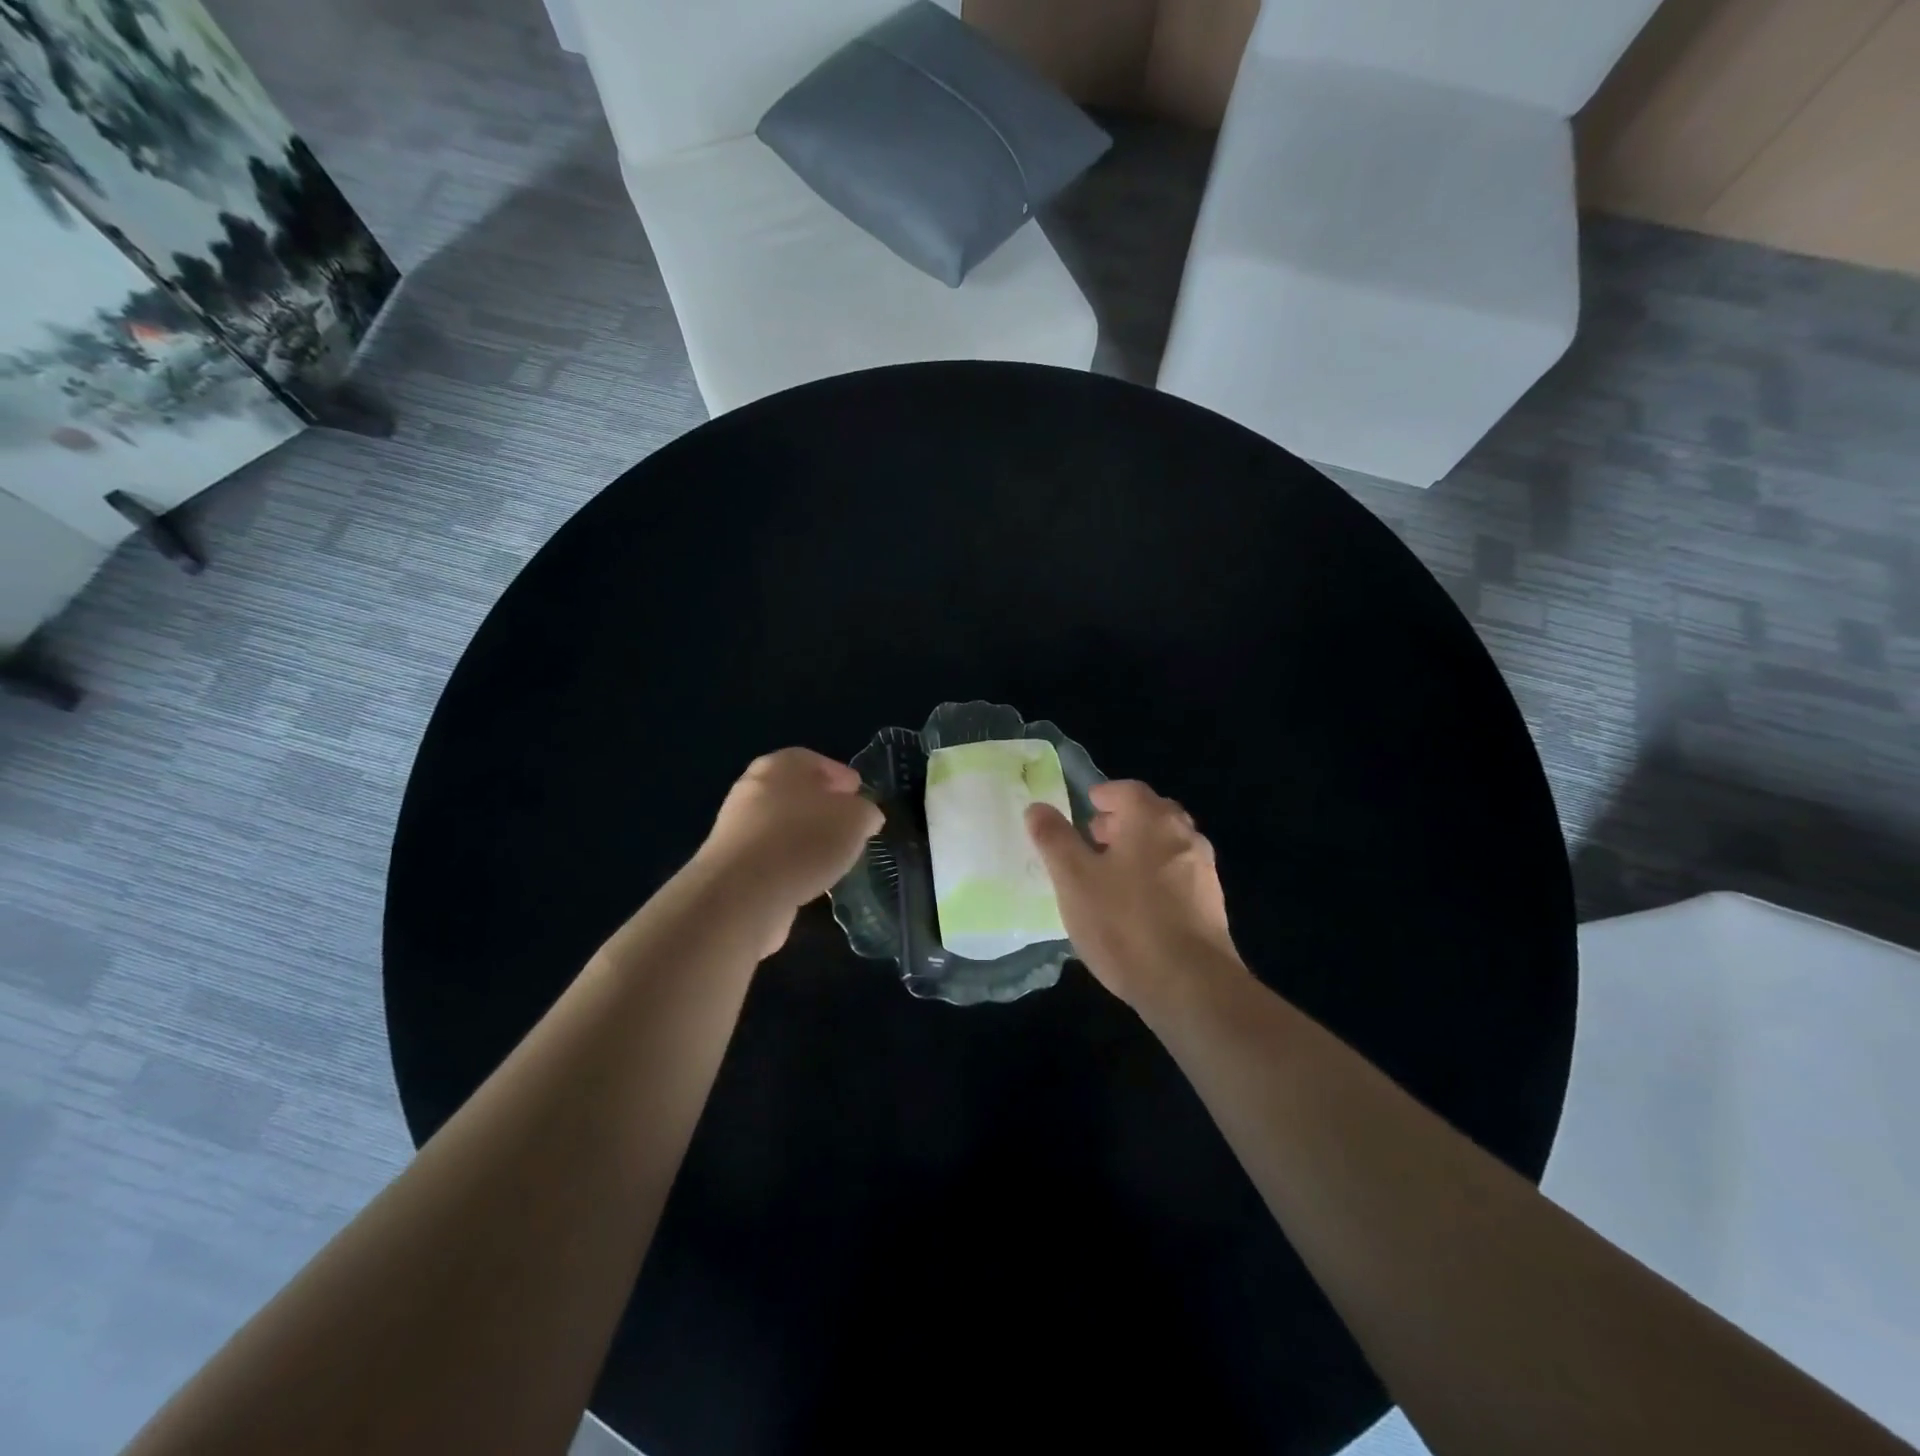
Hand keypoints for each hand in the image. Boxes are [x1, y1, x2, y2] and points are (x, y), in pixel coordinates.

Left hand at [692, 748, 882, 954]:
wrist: (743, 893)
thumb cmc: (805, 840)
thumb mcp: (856, 819)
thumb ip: (865, 812)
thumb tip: (865, 816)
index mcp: (781, 765)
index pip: (814, 761)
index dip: (840, 776)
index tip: (858, 794)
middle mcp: (753, 788)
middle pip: (795, 792)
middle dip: (822, 806)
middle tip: (848, 824)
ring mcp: (737, 827)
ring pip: (782, 825)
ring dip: (806, 837)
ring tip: (833, 855)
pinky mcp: (731, 864)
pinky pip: (771, 856)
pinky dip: (790, 862)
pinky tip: (810, 878)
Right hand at [1026, 780, 1243, 1011]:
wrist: (1191, 985)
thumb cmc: (1124, 922)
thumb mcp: (1074, 879)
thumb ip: (1054, 839)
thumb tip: (1037, 807)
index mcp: (1152, 820)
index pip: (1129, 790)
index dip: (1105, 794)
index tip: (1087, 806)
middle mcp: (1184, 836)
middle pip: (1152, 815)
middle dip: (1123, 821)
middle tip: (1094, 837)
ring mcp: (1204, 871)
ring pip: (1167, 846)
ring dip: (1140, 850)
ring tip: (1110, 874)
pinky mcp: (1212, 906)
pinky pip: (1178, 876)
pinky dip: (1156, 877)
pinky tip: (1136, 907)